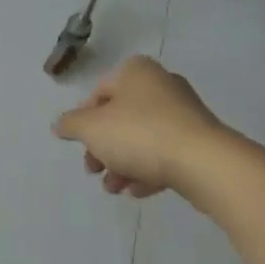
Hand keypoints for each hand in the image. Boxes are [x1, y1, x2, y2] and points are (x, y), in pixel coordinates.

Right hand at [53, 56, 242, 213]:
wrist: (203, 162)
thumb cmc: (139, 134)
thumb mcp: (92, 128)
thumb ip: (71, 125)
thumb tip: (60, 125)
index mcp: (136, 72)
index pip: (99, 93)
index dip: (83, 120)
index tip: (79, 145)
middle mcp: (161, 85)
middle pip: (120, 117)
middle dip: (103, 147)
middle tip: (93, 170)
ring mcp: (184, 113)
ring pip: (142, 138)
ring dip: (122, 163)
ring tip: (114, 188)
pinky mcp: (199, 140)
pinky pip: (165, 153)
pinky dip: (148, 170)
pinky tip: (137, 191)